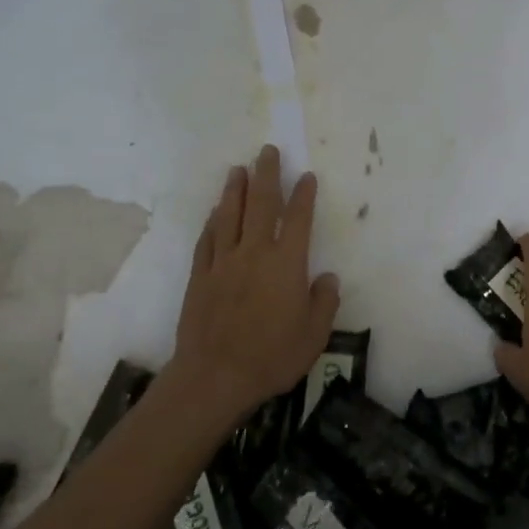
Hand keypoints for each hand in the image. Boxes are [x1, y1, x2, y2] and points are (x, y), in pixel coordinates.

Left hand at [170, 146, 339, 421]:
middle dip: (266, 175)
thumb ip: (324, 302)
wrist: (215, 376)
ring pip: (229, 215)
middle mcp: (254, 253)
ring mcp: (223, 262)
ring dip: (235, 189)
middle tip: (267, 151)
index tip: (306, 176)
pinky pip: (208, 240)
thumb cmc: (272, 356)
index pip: (298, 219)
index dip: (303, 195)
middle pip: (261, 204)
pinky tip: (215, 212)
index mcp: (286, 264)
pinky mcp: (200, 276)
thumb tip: (328, 278)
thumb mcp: (314, 335)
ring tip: (238, 169)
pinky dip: (213, 222)